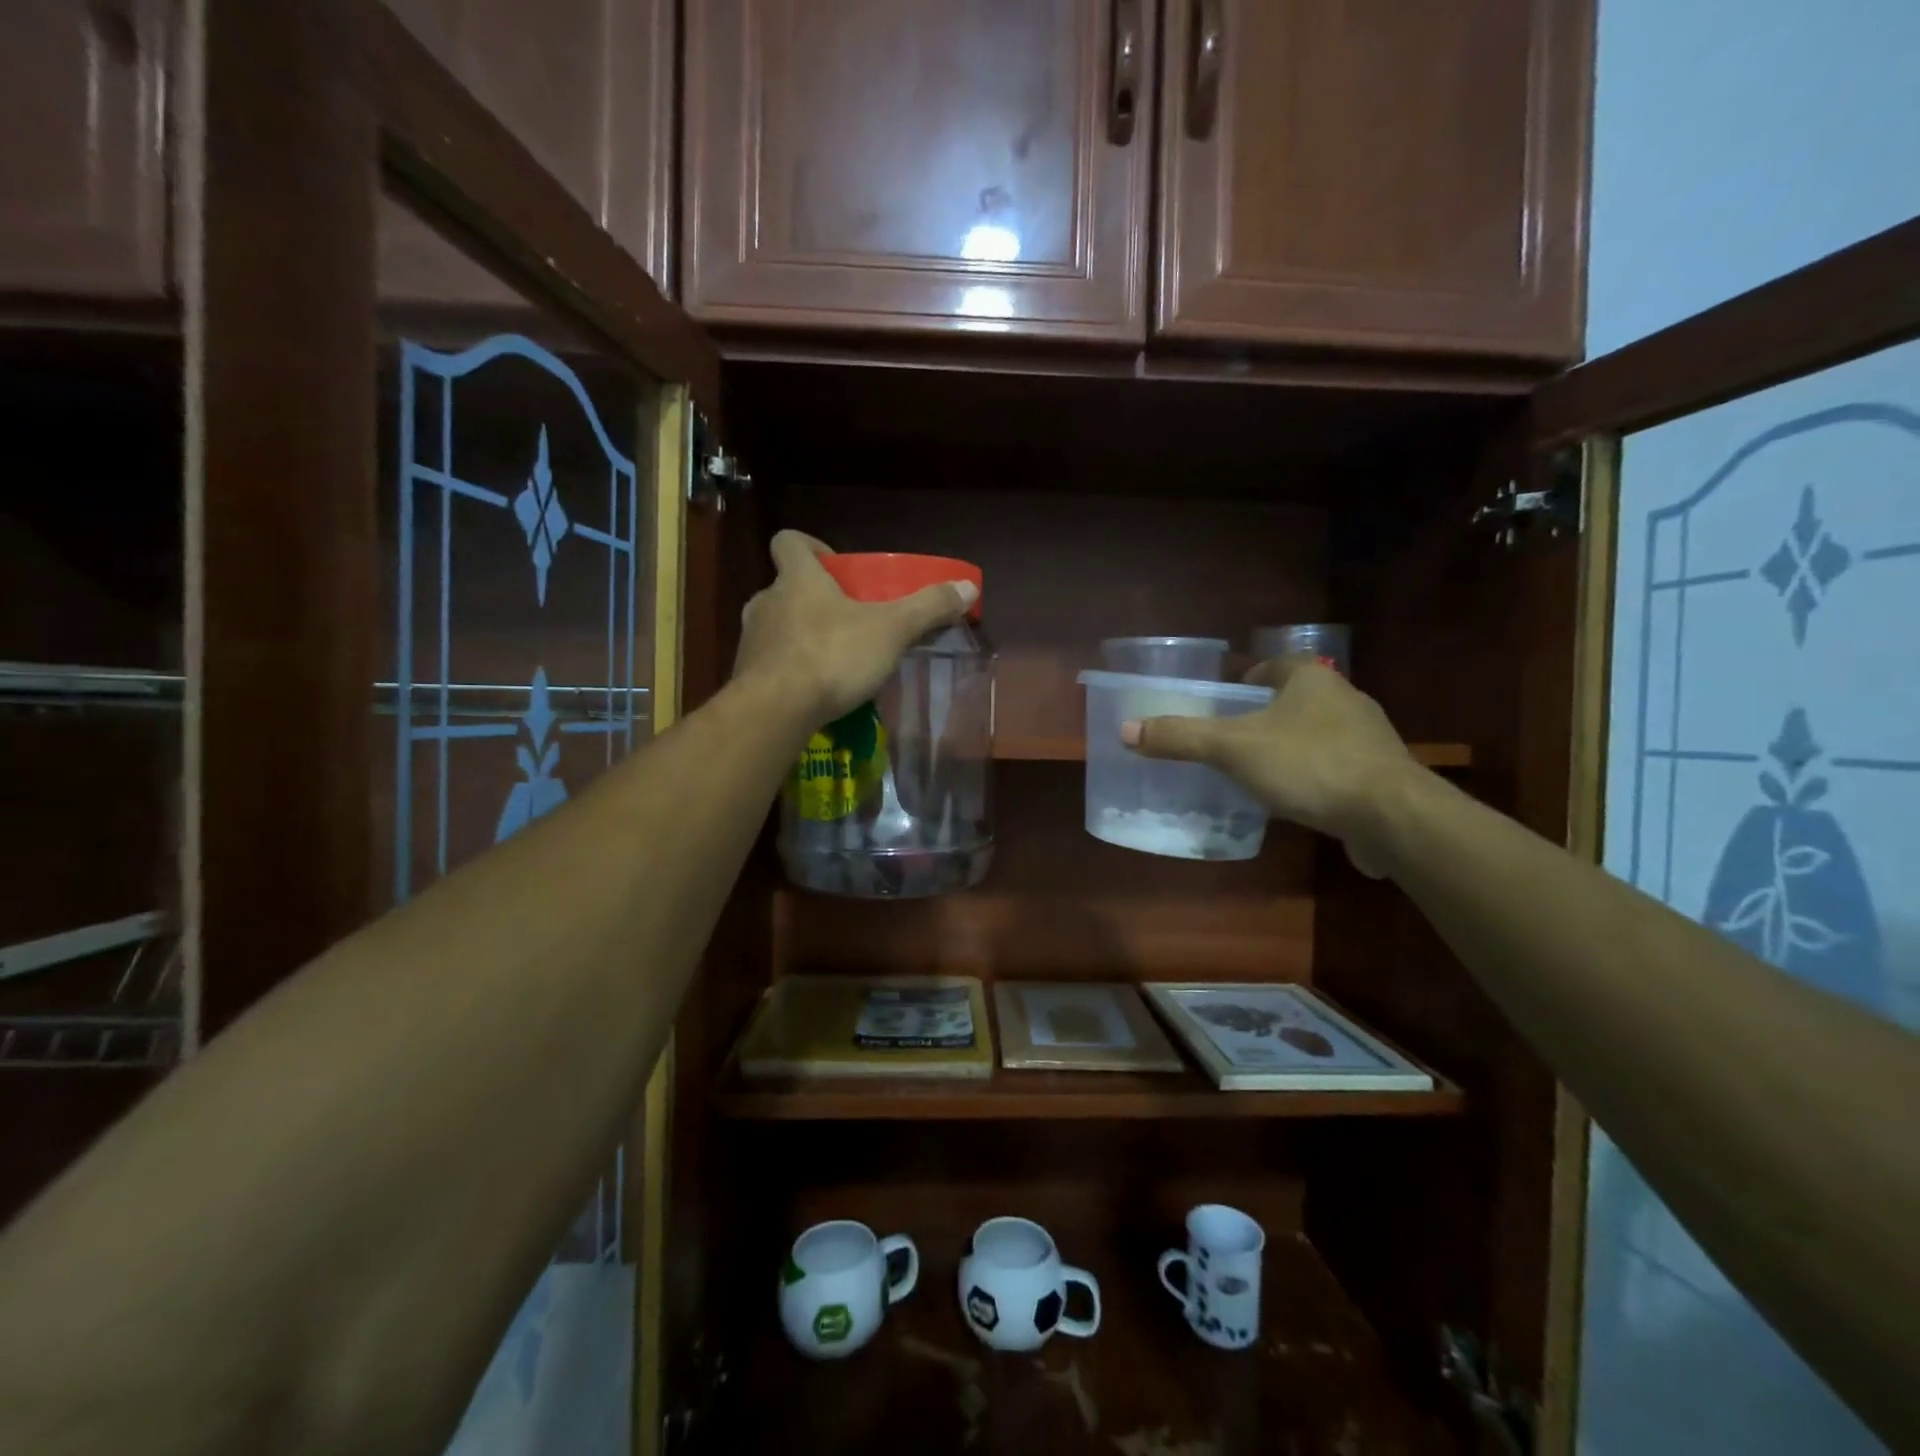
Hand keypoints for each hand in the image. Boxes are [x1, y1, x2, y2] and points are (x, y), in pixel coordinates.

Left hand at [734, 532, 977, 725]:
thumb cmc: (833, 656)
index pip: (789, 541)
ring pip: (776, 627)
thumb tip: (968, 587)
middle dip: (814, 601)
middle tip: (846, 621)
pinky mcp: (745, 675)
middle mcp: (767, 601)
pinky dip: (789, 671)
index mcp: (798, 579)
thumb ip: (928, 608)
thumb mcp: (892, 630)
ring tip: (832, 662)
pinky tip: (812, 692)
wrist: (775, 710)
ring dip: (800, 636)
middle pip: (786, 588)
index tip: (835, 567)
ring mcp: (751, 640)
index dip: (811, 547)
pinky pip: (769, 663)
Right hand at [1121, 657, 1416, 875]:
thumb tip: (1126, 729)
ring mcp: (1369, 738)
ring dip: (1291, 746)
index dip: (1249, 677)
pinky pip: (1337, 767)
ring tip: (1258, 771)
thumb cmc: (1309, 765)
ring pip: (1318, 734)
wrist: (1391, 816)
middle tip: (1232, 738)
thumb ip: (1182, 737)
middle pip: (1296, 699)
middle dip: (1267, 715)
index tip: (1227, 700)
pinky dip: (1314, 777)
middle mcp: (1345, 700)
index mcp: (1311, 680)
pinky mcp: (1382, 775)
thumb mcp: (1233, 749)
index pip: (1276, 664)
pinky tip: (1296, 800)